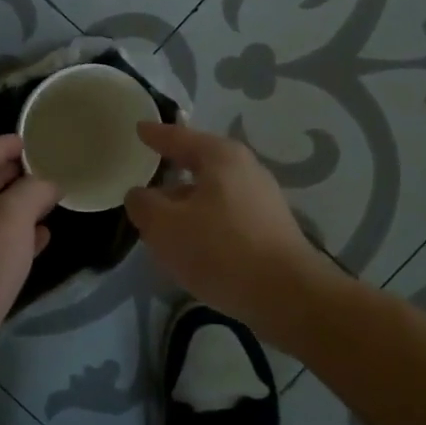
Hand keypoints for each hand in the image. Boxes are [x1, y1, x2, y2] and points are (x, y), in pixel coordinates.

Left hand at [0, 134, 57, 413]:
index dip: (5, 144)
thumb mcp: (10, 218)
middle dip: (15, 173)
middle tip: (50, 166)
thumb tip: (49, 182)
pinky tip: (43, 238)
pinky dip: (18, 238)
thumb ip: (33, 191)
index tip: (35, 138)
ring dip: (19, 206)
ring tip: (53, 199)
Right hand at [124, 122, 337, 342]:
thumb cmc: (220, 249)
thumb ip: (144, 205)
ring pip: (212, 194)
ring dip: (187, 204)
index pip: (179, 137)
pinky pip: (226, 217)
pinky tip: (192, 246)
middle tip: (146, 179)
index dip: (155, 135)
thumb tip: (140, 195)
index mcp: (221, 156)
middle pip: (199, 164)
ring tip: (163, 221)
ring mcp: (262, 200)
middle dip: (172, 173)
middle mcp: (246, 170)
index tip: (139, 129)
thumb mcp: (165, 226)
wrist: (286, 295)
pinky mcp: (270, 230)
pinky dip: (205, 224)